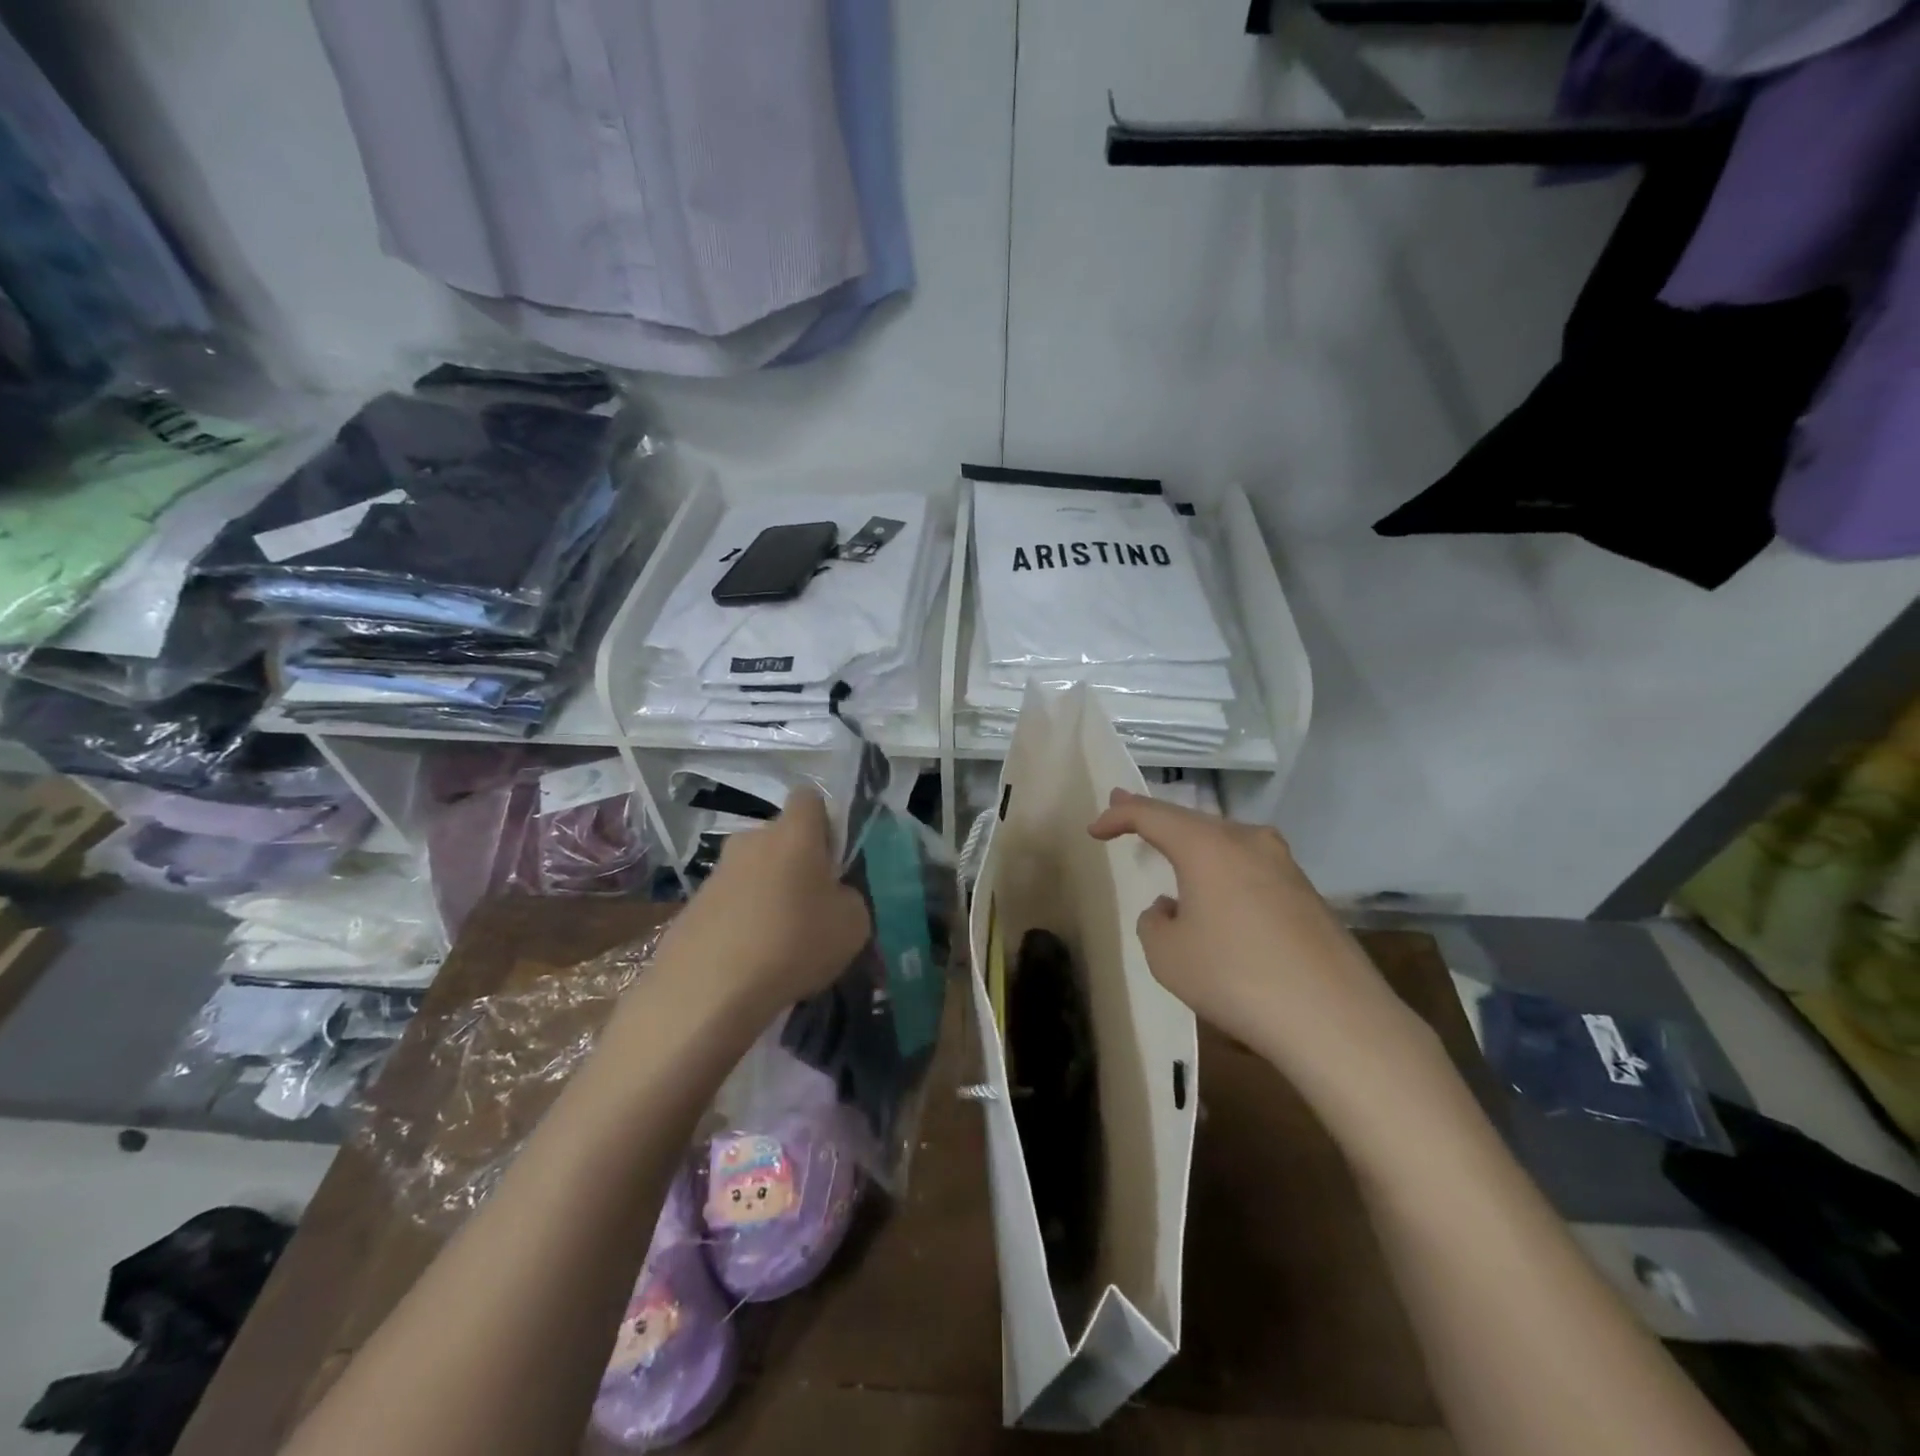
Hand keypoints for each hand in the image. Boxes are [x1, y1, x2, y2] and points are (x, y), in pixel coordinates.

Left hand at [661, 787, 871, 1014]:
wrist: (708, 991)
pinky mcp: (691, 906)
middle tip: (810, 907)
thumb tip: (833, 896)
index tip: (833, 858)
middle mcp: (751, 840)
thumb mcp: (853, 924)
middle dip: (795, 863)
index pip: (809, 798)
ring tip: (778, 943)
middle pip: (780, 838)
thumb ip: (849, 897)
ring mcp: (716, 873)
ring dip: (767, 895)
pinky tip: (748, 961)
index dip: (824, 821)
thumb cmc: (794, 944)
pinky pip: (729, 903)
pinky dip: (740, 922)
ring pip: (753, 872)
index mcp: (794, 833)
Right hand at [1087, 790, 1431, 1100]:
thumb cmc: (1235, 977)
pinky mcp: (1308, 895)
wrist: (1336, 1019)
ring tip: (1172, 858)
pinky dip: (1224, 876)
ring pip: (1226, 844)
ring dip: (1194, 850)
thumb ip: (1155, 921)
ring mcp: (1285, 866)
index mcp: (1208, 845)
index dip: (1118, 816)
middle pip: (1192, 822)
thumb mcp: (1166, 954)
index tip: (1095, 829)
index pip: (1151, 814)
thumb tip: (1173, 908)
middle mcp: (1248, 842)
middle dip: (1156, 821)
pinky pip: (1251, 871)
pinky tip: (1220, 905)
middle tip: (1127, 816)